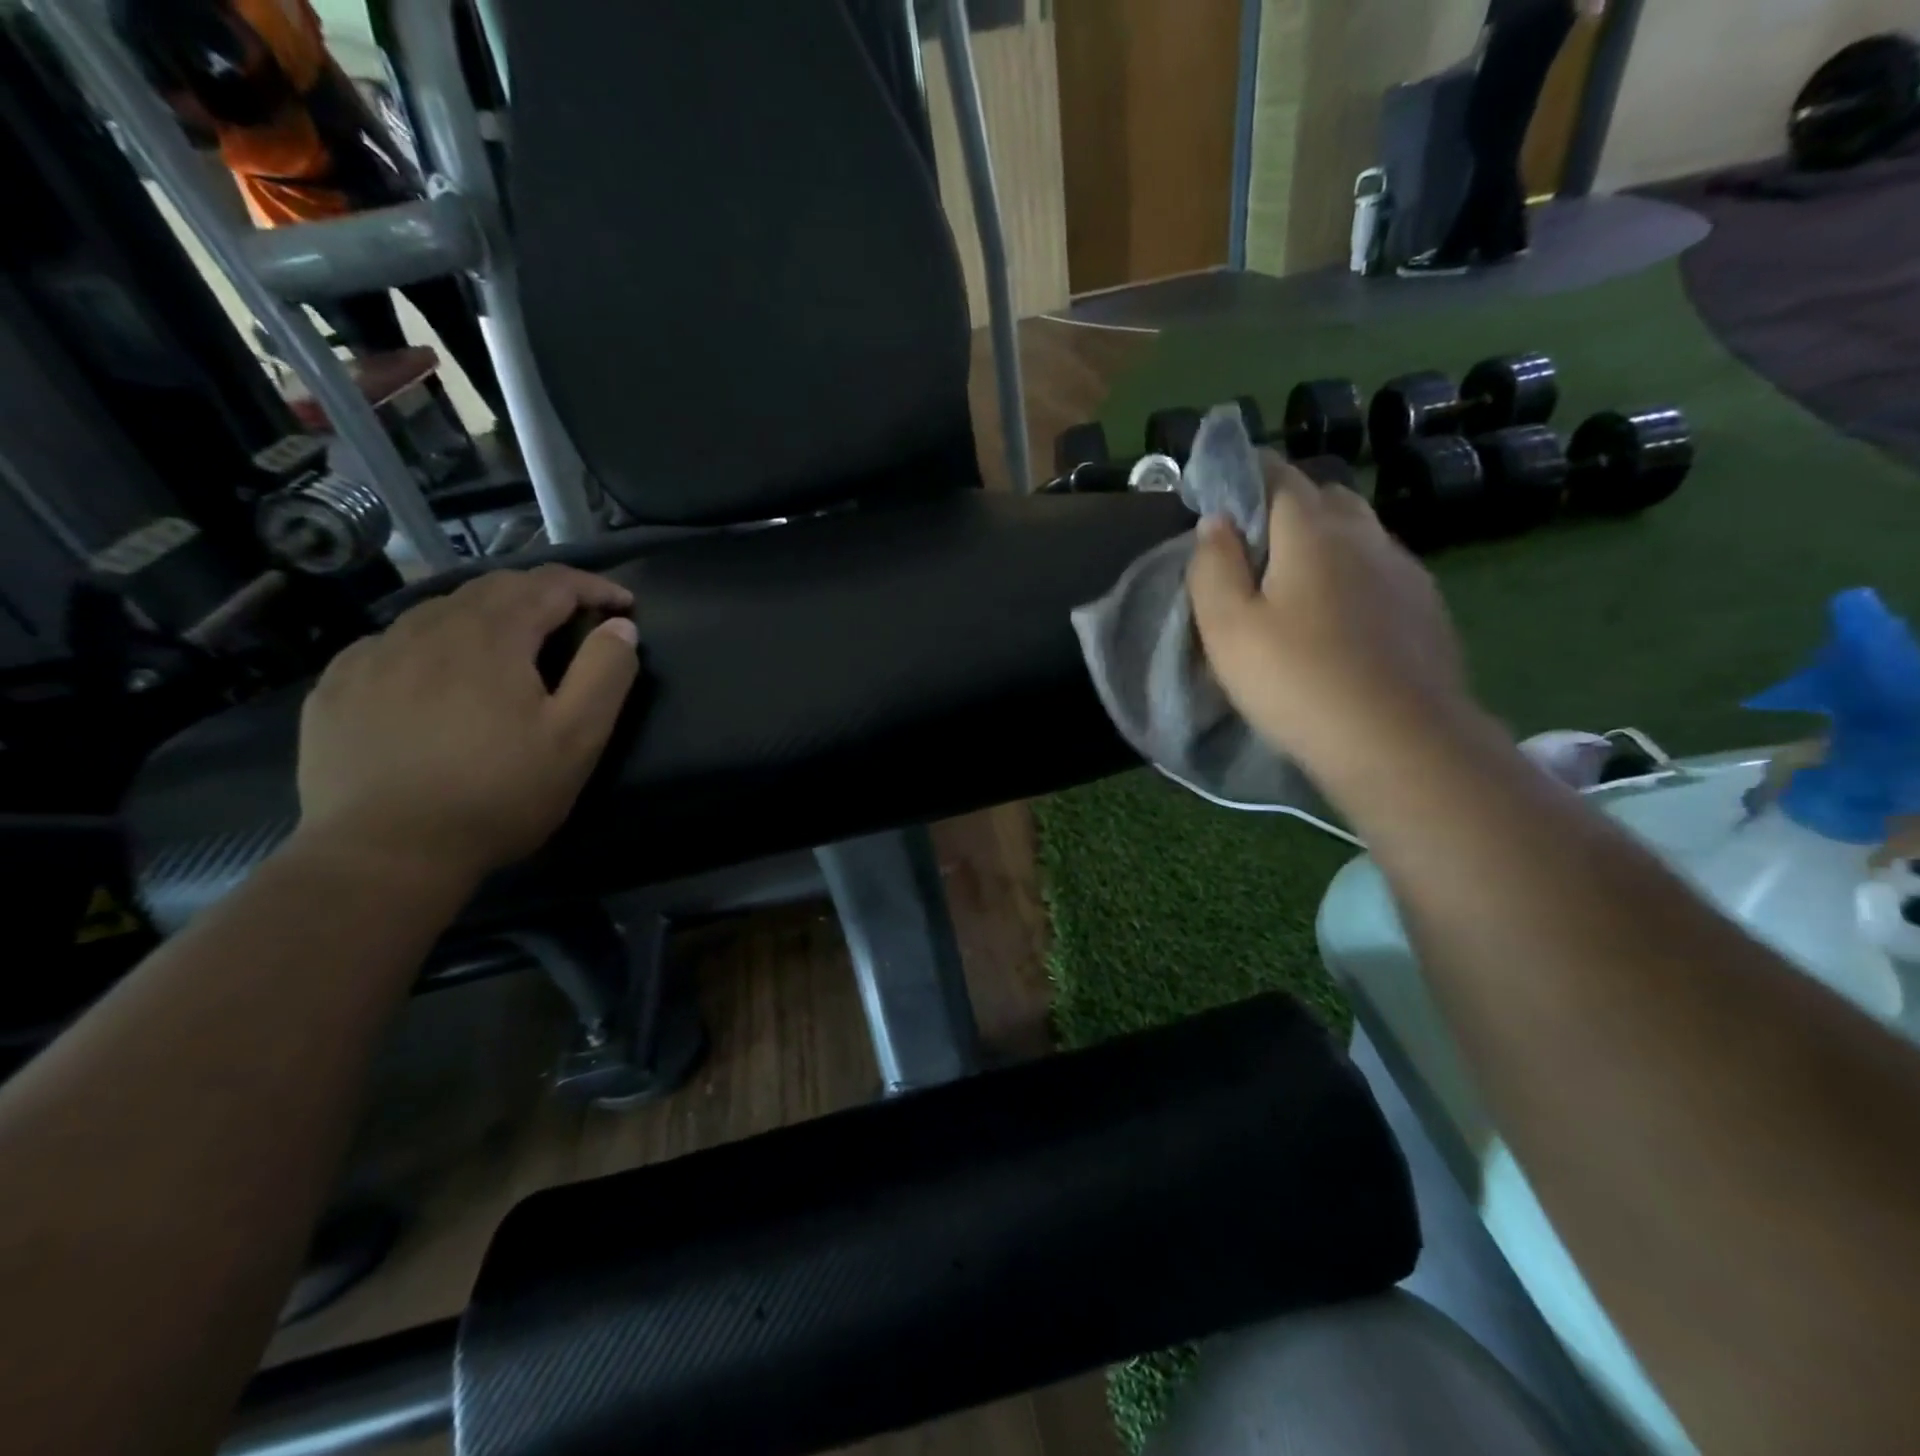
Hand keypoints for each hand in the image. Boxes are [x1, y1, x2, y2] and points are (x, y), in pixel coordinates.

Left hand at [293, 566, 640, 888]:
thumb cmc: (498, 794)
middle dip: (543, 594)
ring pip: (441, 610)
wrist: (384, 853)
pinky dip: (434, 644)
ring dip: (488, 615)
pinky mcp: (338, 686)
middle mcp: (428, 627)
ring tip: (509, 646)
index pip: (550, 584)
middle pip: (494, 587)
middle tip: (574, 620)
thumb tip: (620, 627)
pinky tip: (438, 677)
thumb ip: (606, 673)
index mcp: (491, 635)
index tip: (624, 605)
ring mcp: (374, 654)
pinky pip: (395, 643)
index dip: (593, 586)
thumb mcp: (577, 738)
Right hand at [1187, 457, 1474, 781]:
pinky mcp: (1426, 609)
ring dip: (1324, 540)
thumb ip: (1213, 567)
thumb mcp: (1227, 627)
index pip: (1279, 476)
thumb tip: (1216, 521)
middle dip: (1287, 505)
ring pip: (1359, 532)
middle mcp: (1366, 536)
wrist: (1398, 743)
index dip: (1246, 473)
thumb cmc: (1296, 681)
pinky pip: (1381, 569)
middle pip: (1325, 497)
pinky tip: (1339, 616)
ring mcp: (1405, 571)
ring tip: (1294, 583)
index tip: (1220, 490)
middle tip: (1253, 545)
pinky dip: (1353, 573)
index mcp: (1313, 531)